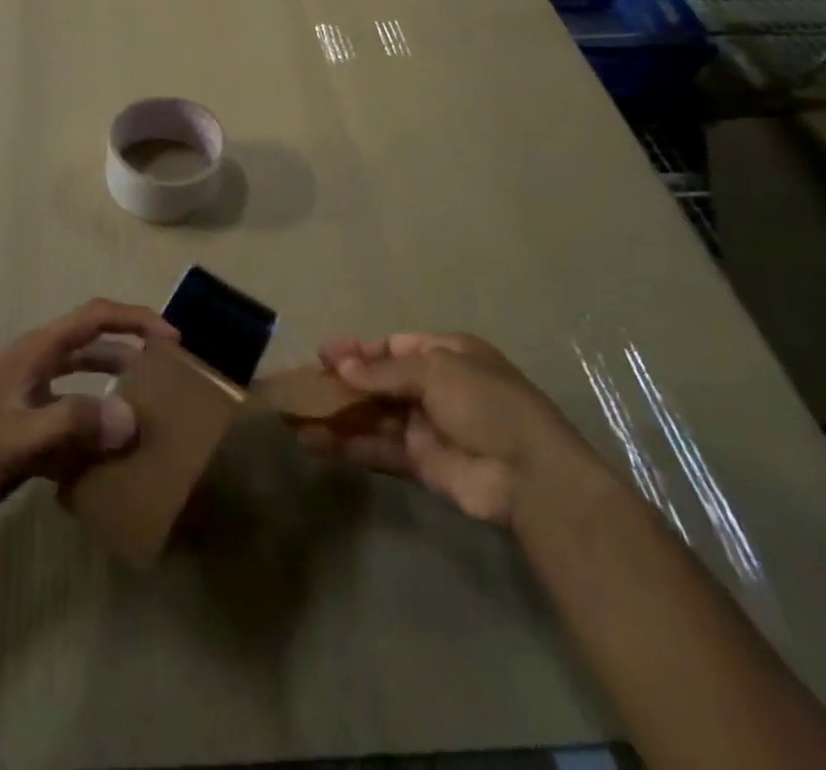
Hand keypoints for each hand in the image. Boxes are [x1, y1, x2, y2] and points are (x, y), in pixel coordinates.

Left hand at [0, 298, 178, 546]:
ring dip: (114, 393)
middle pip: (94, 346)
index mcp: (37, 352)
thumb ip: (74, 424)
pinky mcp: (26, 431)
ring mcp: (30, 399)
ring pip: (84, 385)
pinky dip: (93, 433)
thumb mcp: (21, 438)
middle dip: (131, 354)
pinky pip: (71, 422)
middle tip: (169, 376)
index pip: (95, 317)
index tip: (173, 340)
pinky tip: (112, 461)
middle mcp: (37, 367)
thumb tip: (131, 418)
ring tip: (148, 416)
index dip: (136, 320)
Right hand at [301, 332, 585, 525]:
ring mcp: (427, 427)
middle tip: (301, 387)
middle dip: (341, 384)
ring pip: (373, 416)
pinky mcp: (420, 464)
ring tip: (295, 417)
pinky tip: (314, 445)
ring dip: (338, 416)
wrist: (530, 477)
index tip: (322, 354)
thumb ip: (384, 370)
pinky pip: (377, 449)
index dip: (358, 350)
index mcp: (446, 355)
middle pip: (378, 382)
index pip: (393, 347)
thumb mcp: (436, 371)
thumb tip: (340, 365)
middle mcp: (434, 388)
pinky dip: (347, 446)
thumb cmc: (486, 404)